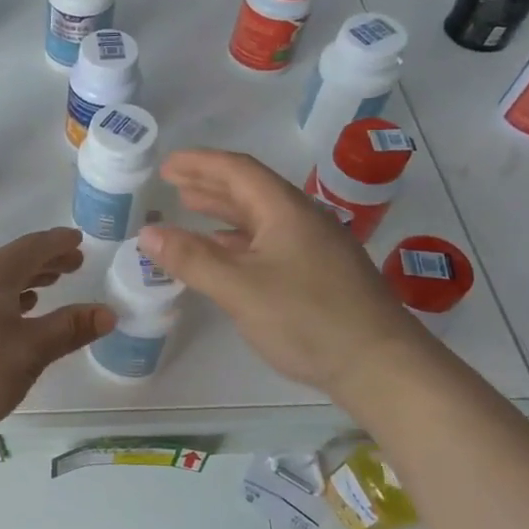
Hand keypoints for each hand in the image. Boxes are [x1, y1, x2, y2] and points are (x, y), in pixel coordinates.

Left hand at [0, 228, 113, 443]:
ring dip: (24, 280)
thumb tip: (107, 312)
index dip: (57, 243)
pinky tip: (11, 317)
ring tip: (47, 286)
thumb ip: (67, 331)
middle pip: (11, 262)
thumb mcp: (28, 355)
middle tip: (74, 263)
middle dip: (44, 260)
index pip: (29, 249)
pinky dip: (5, 299)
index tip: (79, 239)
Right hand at [138, 150, 430, 398]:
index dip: (199, 163)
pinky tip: (224, 254)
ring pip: (260, 217)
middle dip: (209, 183)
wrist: (380, 365)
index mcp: (286, 211)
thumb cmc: (307, 318)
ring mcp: (314, 247)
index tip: (166, 164)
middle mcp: (302, 220)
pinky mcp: (319, 274)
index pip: (237, 170)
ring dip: (223, 211)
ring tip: (190, 209)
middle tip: (173, 183)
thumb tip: (147, 233)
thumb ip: (191, 259)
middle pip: (250, 189)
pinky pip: (269, 242)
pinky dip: (238, 240)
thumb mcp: (239, 288)